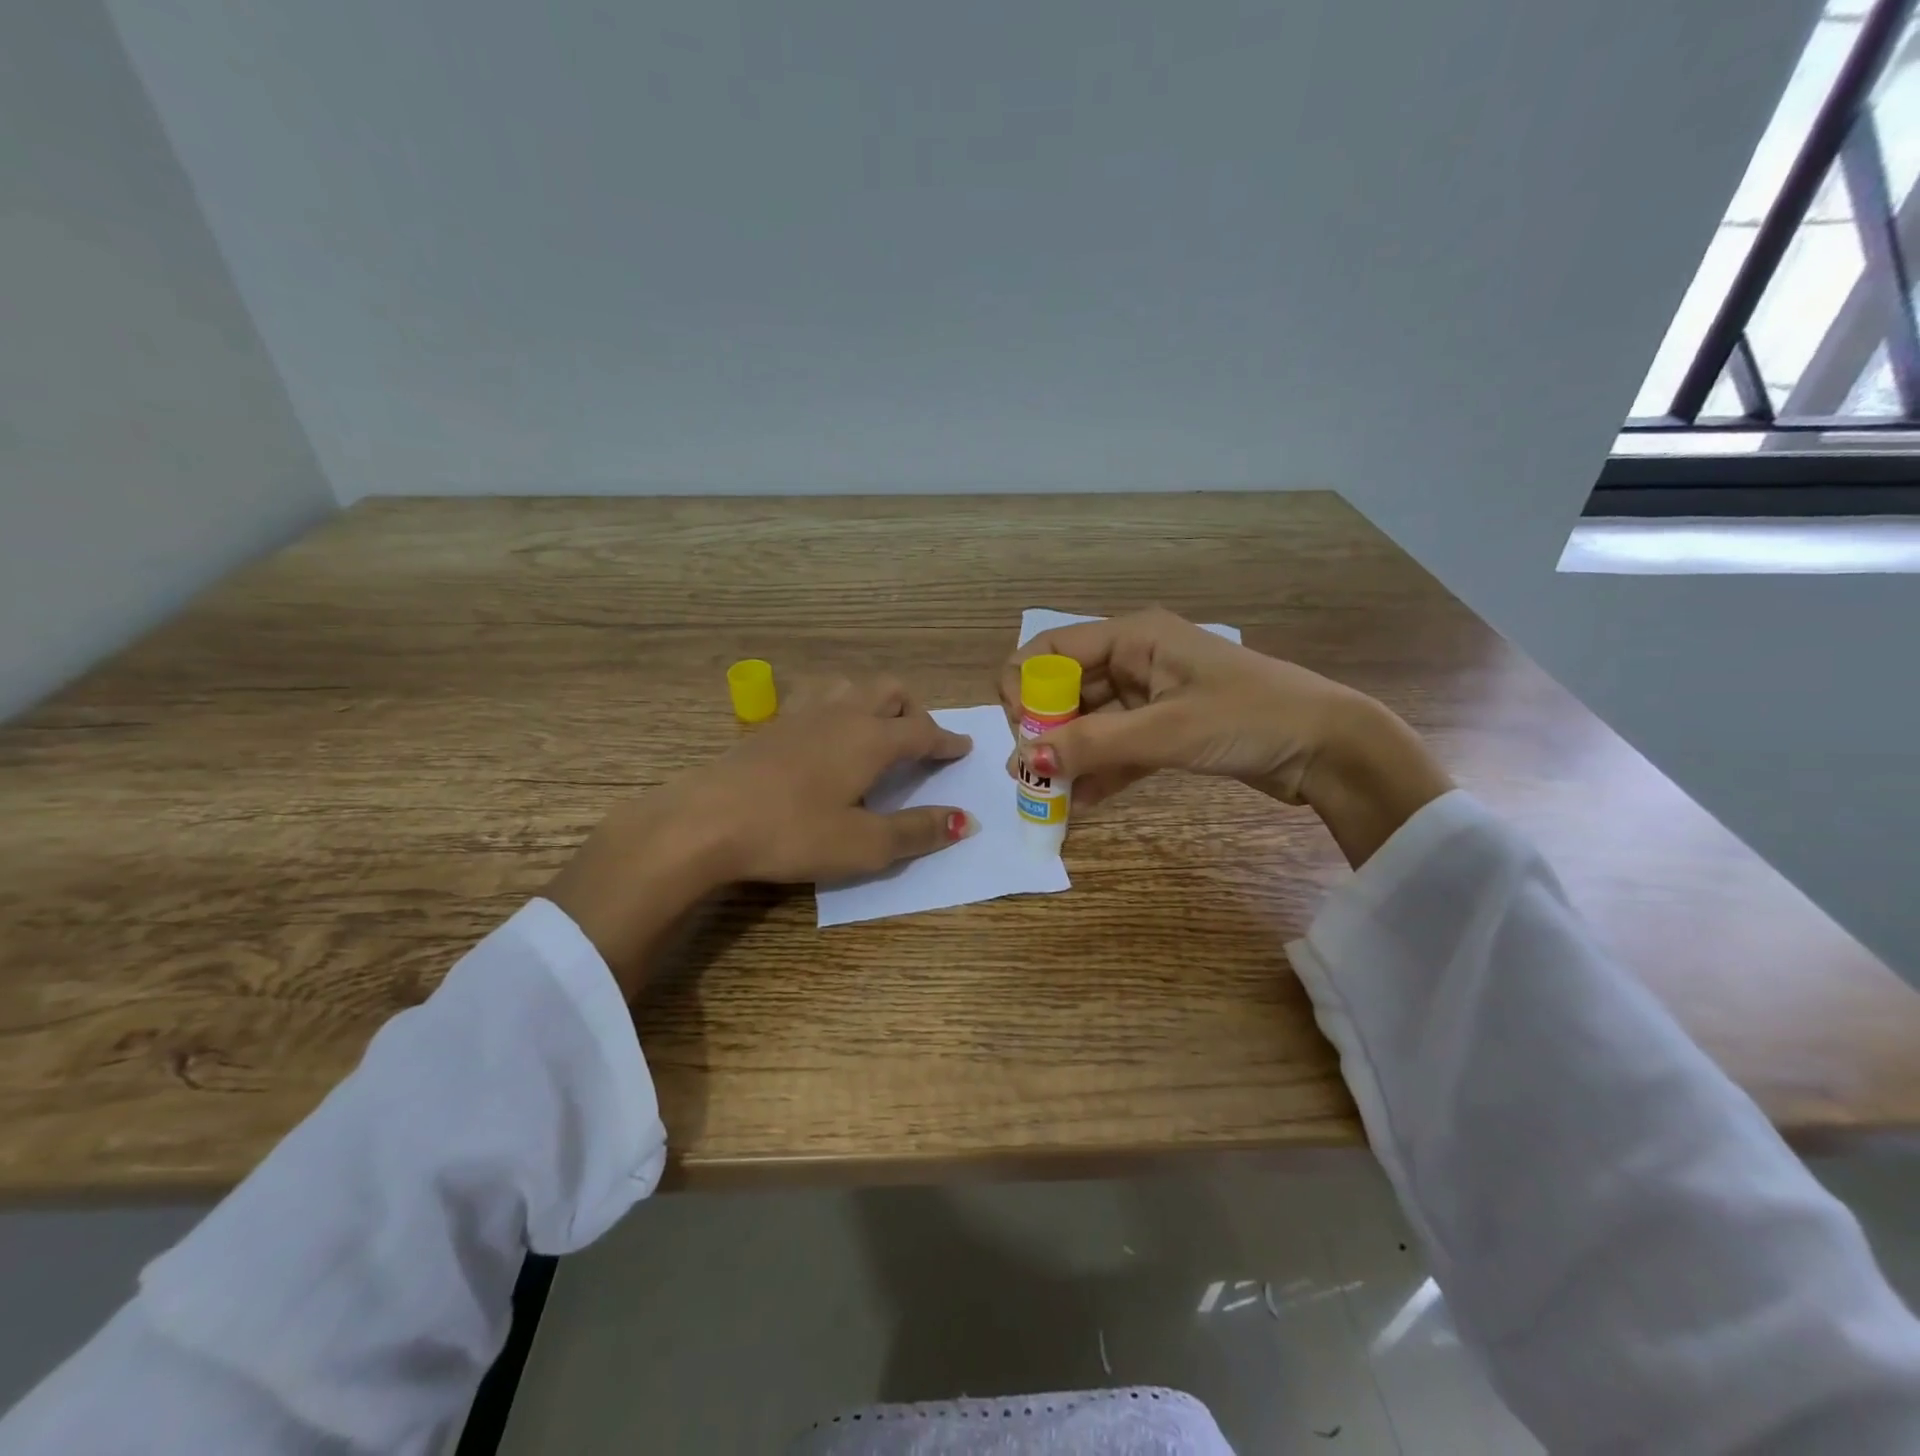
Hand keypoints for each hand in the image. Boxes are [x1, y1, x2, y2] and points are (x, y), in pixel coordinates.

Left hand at [546, 675, 975, 994]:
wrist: (707, 820)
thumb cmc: (793, 833)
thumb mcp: (864, 845)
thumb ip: (917, 831)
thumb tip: (966, 820)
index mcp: (873, 739)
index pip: (924, 731)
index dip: (948, 741)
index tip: (964, 748)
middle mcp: (843, 715)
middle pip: (891, 691)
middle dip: (914, 710)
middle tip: (920, 741)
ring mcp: (803, 713)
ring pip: (851, 685)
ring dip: (874, 700)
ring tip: (875, 730)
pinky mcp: (771, 723)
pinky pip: (816, 697)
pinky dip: (836, 706)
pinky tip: (823, 733)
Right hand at [1001, 609, 1451, 865]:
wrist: (1328, 747)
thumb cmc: (1249, 718)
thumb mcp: (1166, 730)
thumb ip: (1092, 744)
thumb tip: (1023, 761)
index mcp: (1133, 637)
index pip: (1051, 649)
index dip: (1025, 687)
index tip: (1023, 734)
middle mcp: (1135, 659)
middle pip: (1066, 687)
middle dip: (1043, 729)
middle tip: (1032, 774)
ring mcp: (1151, 695)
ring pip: (1090, 721)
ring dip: (1069, 755)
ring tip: (1048, 797)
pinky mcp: (1167, 728)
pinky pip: (1118, 745)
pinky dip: (1100, 771)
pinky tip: (1081, 803)